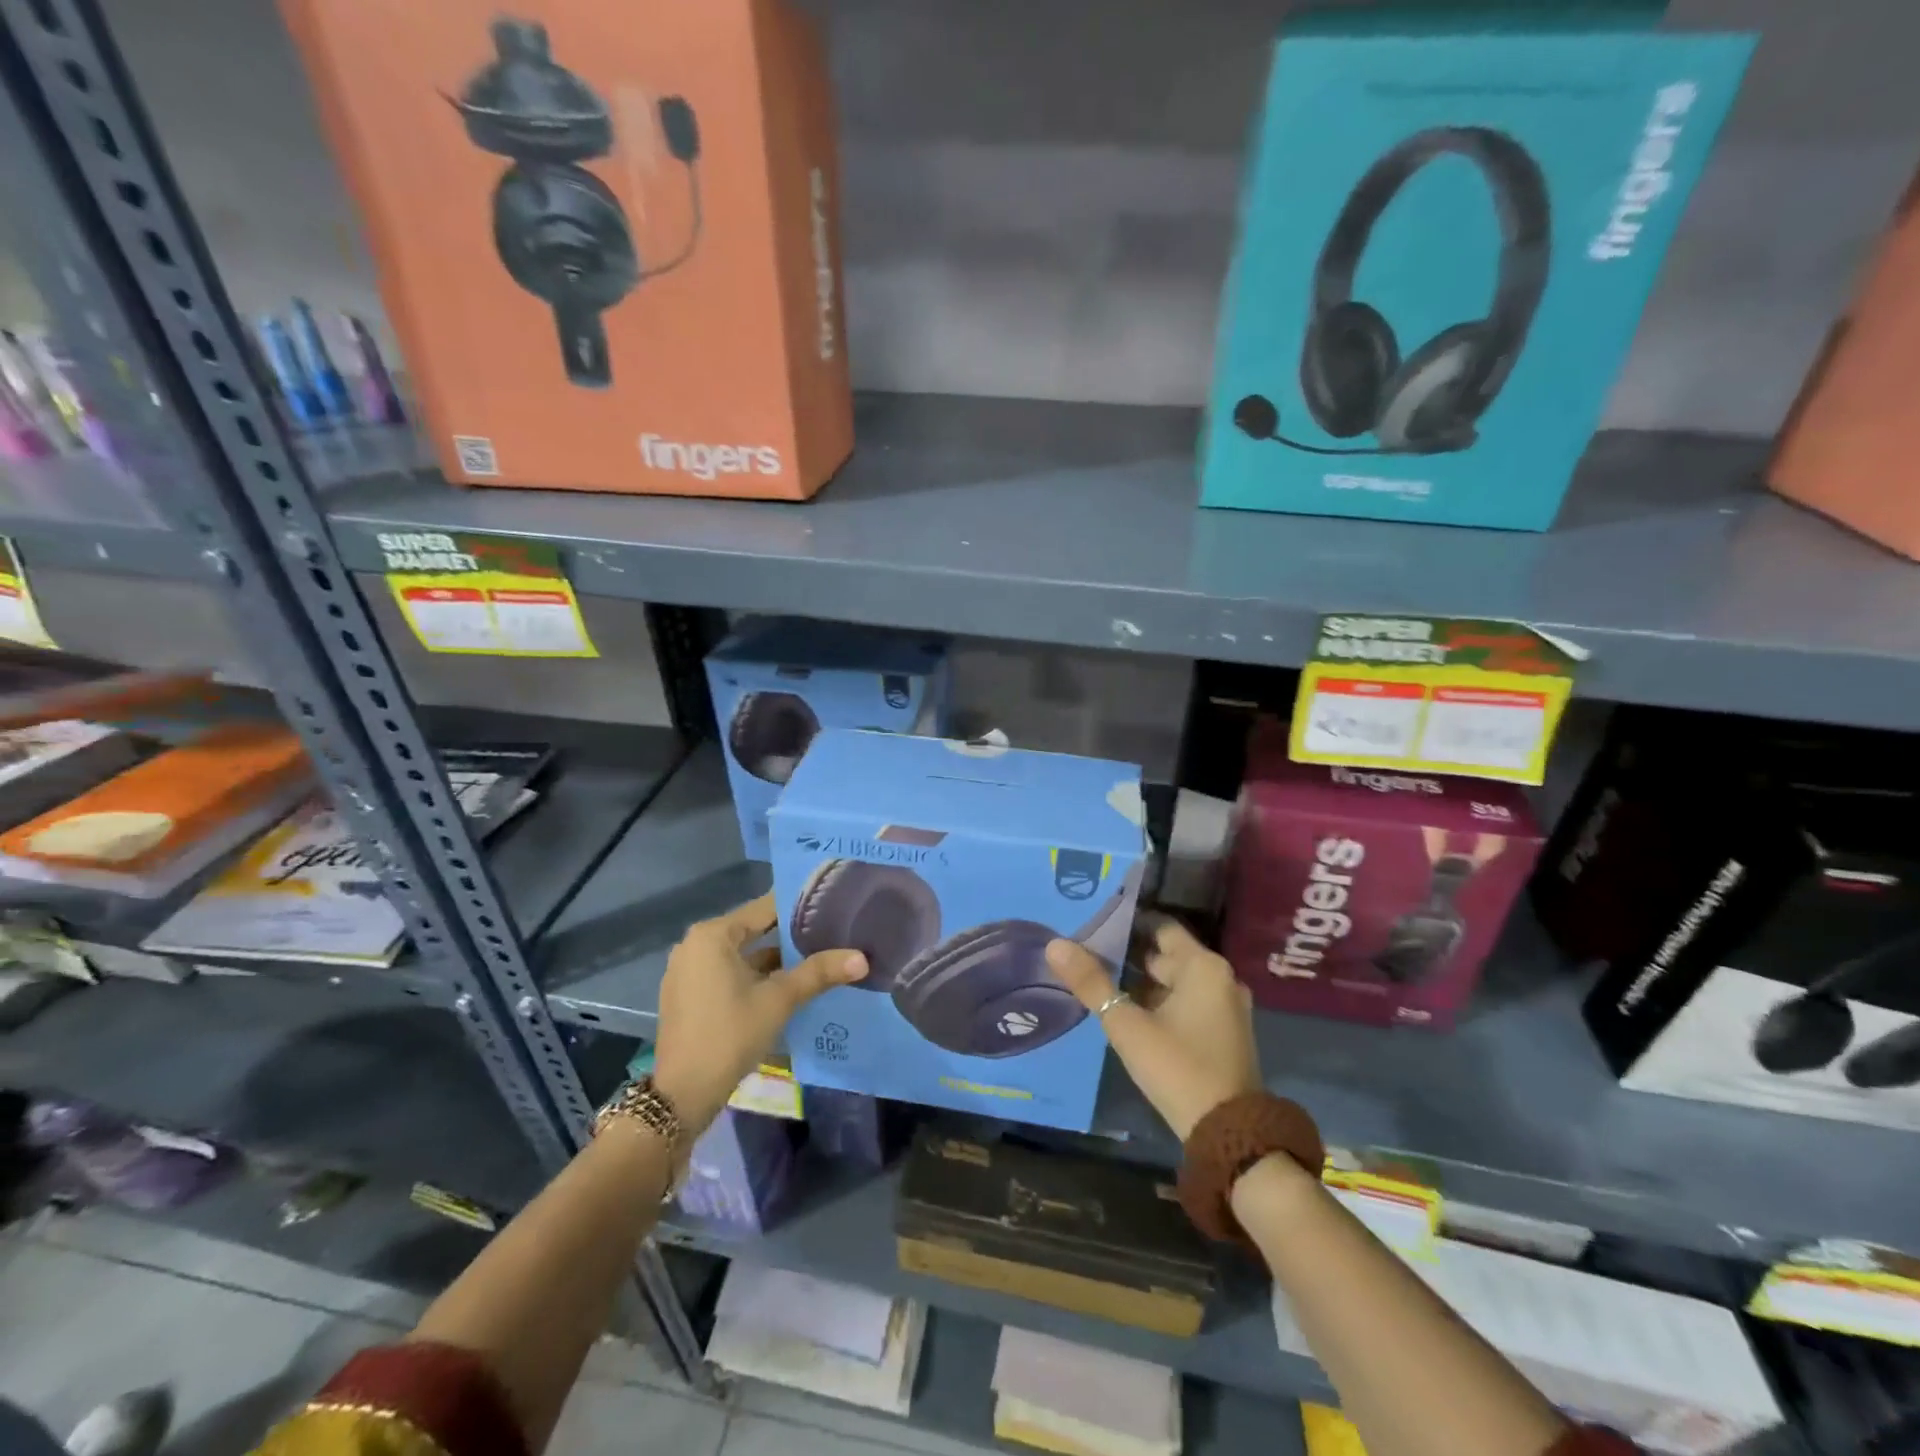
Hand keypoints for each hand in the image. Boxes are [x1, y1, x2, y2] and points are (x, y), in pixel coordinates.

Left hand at [652, 893, 866, 1132]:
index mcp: (712, 935)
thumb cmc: (730, 1034)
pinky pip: (728, 974)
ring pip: (741, 956)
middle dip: (789, 936)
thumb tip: (862, 958)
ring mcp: (688, 972)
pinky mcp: (689, 996)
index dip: (798, 908)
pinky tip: (786, 986)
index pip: (763, 909)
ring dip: (773, 960)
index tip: (830, 906)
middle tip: (830, 933)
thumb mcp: (779, 1000)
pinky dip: (754, 977)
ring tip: (815, 959)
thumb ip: (819, 973)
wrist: (682, 1094)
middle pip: (752, 931)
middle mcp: (695, 945)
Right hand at [1045, 916, 1261, 1139]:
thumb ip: (1091, 983)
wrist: (1228, 1134)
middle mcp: (1221, 979)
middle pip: (1167, 954)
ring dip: (1143, 982)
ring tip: (1100, 978)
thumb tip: (1054, 945)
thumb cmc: (1177, 1067)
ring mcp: (1225, 1008)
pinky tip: (1127, 1010)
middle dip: (1129, 955)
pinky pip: (1186, 1003)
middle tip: (1088, 952)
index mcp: (1204, 966)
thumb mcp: (1126, 1025)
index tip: (1094, 924)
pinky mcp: (1223, 1033)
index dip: (1127, 923)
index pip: (1161, 927)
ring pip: (1175, 982)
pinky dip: (1159, 1001)